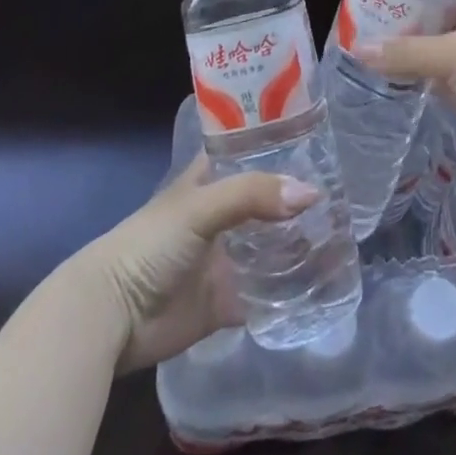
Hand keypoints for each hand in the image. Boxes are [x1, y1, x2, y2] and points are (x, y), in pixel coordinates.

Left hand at [76, 157, 318, 372]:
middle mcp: (223, 213)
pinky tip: (321, 283)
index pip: (252, 149)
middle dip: (299, 197)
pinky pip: (264, 293)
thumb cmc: (150, 243)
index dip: (283, 143)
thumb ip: (253, 195)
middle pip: (268, 198)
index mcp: (212, 179)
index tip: (324, 138)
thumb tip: (311, 194)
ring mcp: (225, 257)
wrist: (110, 316)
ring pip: (271, 245)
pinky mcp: (225, 300)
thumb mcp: (201, 206)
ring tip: (342, 234)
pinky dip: (288, 291)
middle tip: (345, 193)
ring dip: (299, 242)